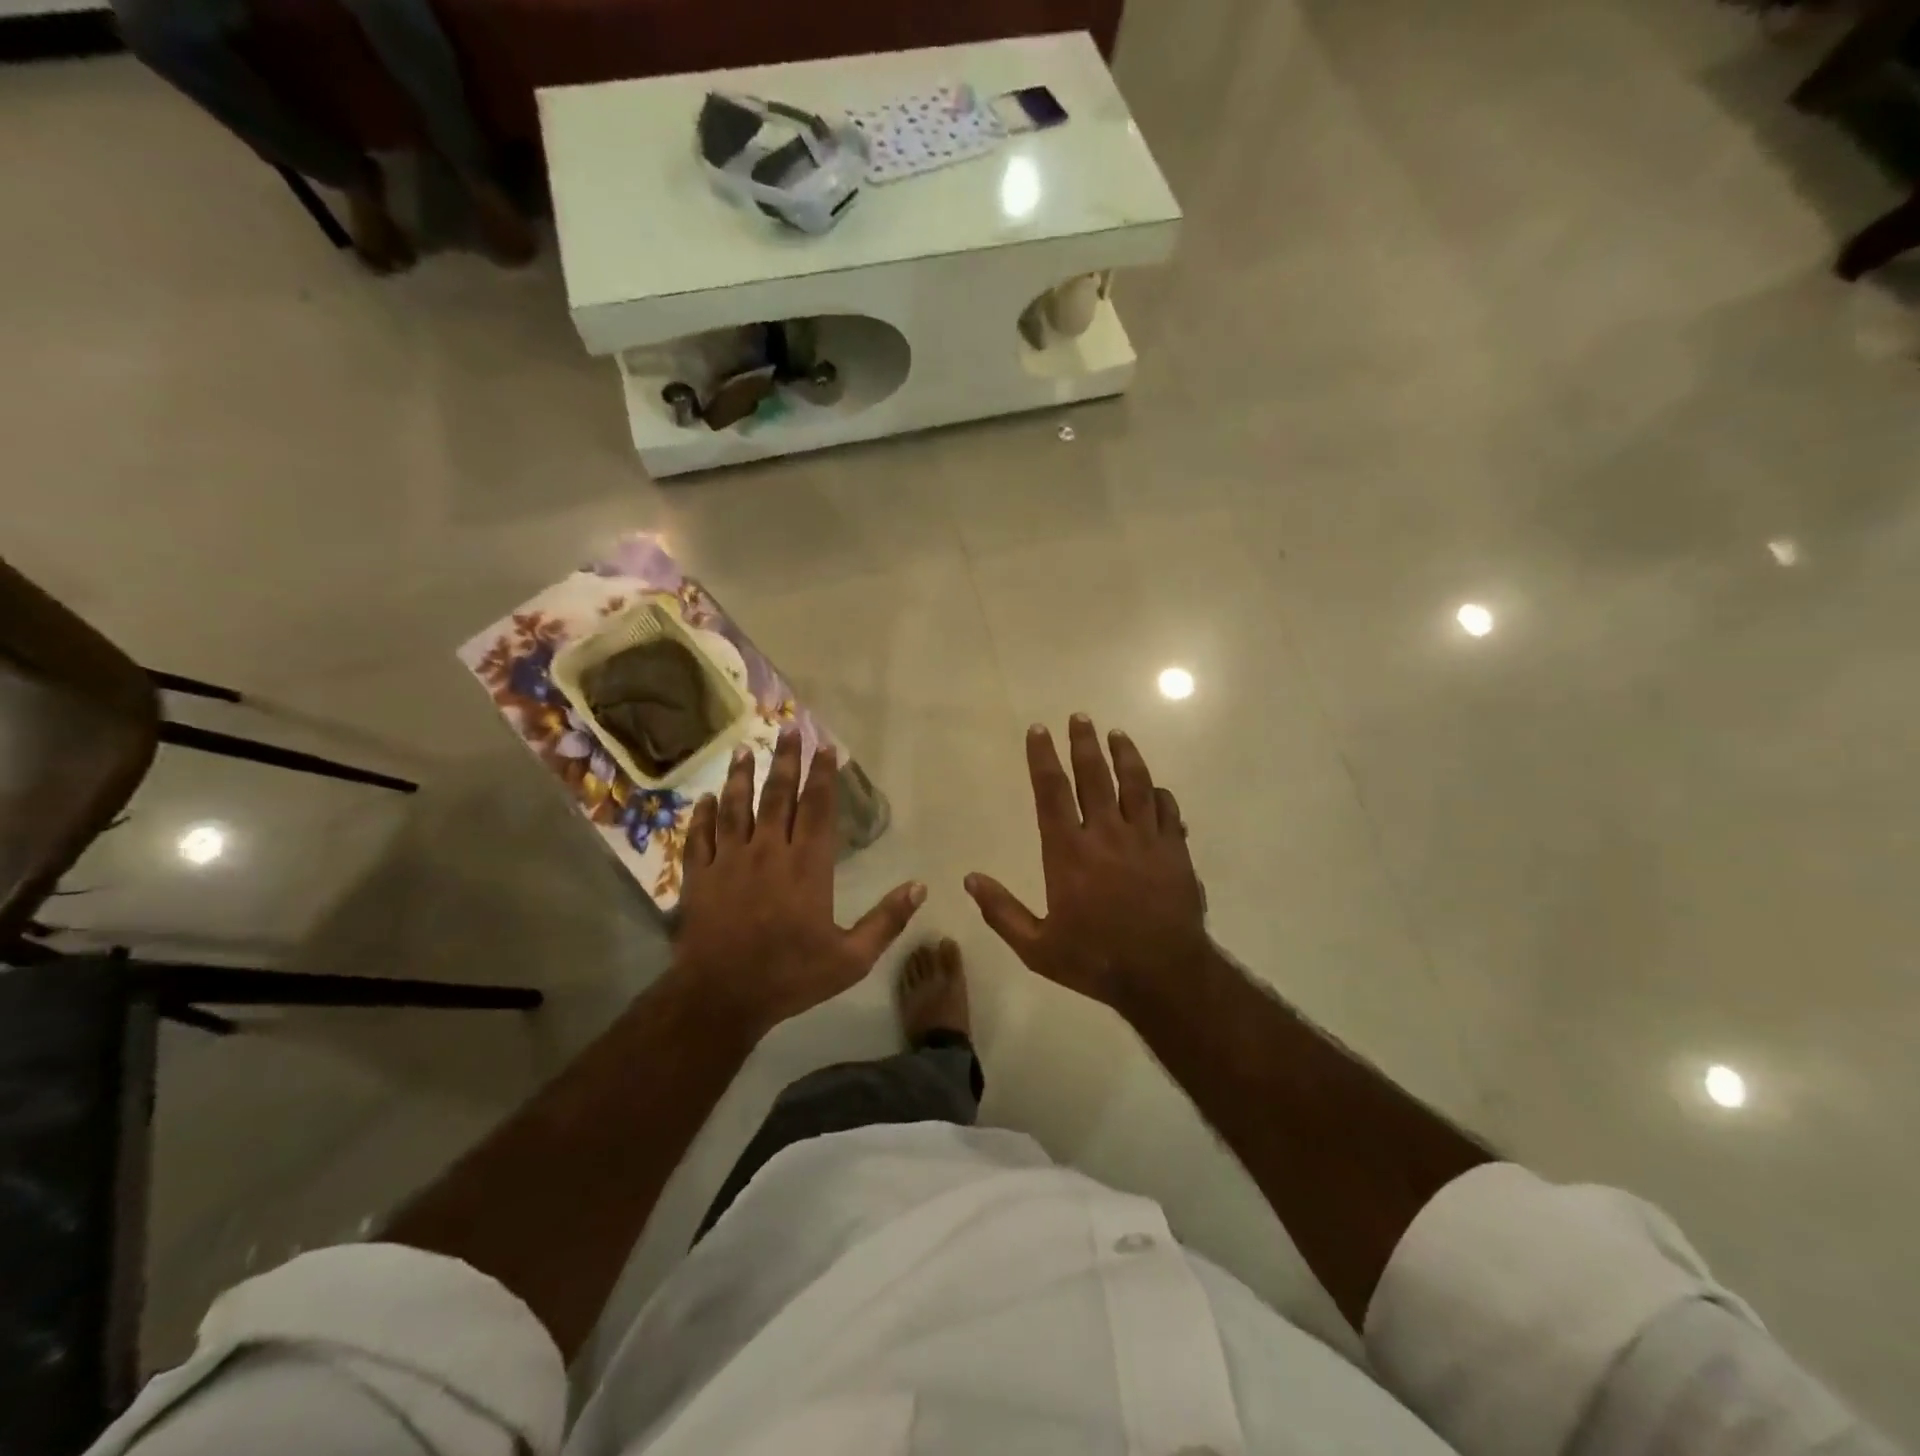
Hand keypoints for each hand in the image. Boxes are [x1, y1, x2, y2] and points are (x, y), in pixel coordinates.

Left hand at [670, 730, 924, 1037]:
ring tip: (745, 749)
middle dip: (786, 761)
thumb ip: (886, 920)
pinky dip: (702, 816)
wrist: (721, 998)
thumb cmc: (791, 976)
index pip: (817, 809)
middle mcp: (769, 852)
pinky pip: (700, 837)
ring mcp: (730, 862)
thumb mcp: (851, 958)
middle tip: (788, 729)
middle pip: (778, 796)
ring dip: (742, 777)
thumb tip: (920, 887)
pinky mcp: (700, 877)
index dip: (822, 776)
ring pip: (736, 808)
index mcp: (807, 866)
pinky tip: (704, 799)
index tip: (825, 747)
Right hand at [966, 716, 1208, 1008]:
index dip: (1043, 758)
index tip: (1039, 730)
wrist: (1164, 975)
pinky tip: (1155, 787)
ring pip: (1135, 783)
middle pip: (1095, 776)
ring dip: (1125, 755)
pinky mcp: (1174, 851)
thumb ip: (1001, 911)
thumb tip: (970, 879)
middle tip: (1080, 717)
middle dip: (1084, 743)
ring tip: (1118, 734)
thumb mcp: (1037, 947)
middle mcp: (1106, 834)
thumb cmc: (1096, 960)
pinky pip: (1167, 810)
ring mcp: (1145, 839)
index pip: (1052, 791)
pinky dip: (1159, 794)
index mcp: (1069, 851)